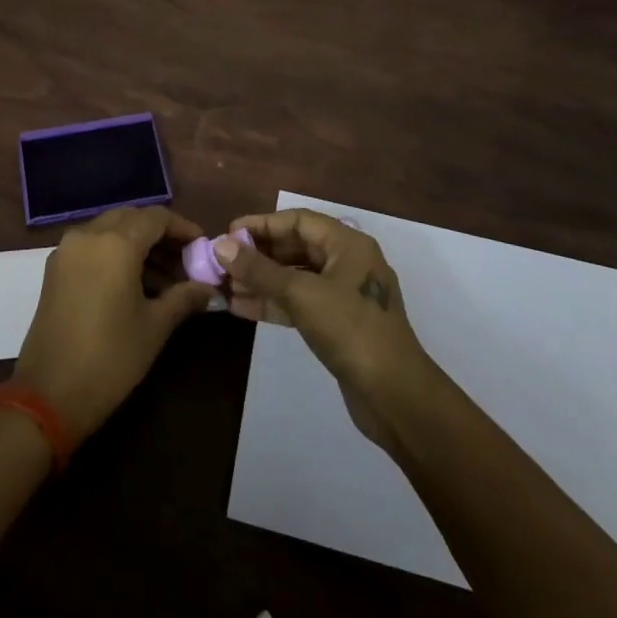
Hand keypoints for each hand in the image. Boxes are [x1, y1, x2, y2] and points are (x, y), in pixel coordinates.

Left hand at [13, 207, 216, 441]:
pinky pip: (92, 245)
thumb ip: (184, 297)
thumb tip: (208, 288)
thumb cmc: (110, 358)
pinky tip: (134, 283)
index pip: (157, 217)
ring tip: (165, 279)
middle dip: (160, 235)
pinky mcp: (55, 268)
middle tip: (185, 261)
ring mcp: (67, 250)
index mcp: (116, 243)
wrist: (47, 395)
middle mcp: (89, 235)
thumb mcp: (154, 327)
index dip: (182, 228)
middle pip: (132, 218)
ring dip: (138, 244)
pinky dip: (115, 253)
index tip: (201, 247)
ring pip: (110, 230)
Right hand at [219, 208, 439, 452]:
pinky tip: (241, 308)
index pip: (298, 221)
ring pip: (295, 278)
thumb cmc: (351, 330)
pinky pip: (299, 303)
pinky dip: (273, 303)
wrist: (395, 396)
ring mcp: (343, 295)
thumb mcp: (301, 294)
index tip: (229, 233)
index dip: (262, 225)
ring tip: (225, 286)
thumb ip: (260, 270)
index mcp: (348, 244)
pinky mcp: (338, 324)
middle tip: (222, 262)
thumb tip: (221, 246)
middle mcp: (347, 262)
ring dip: (261, 281)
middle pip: (296, 248)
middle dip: (258, 255)